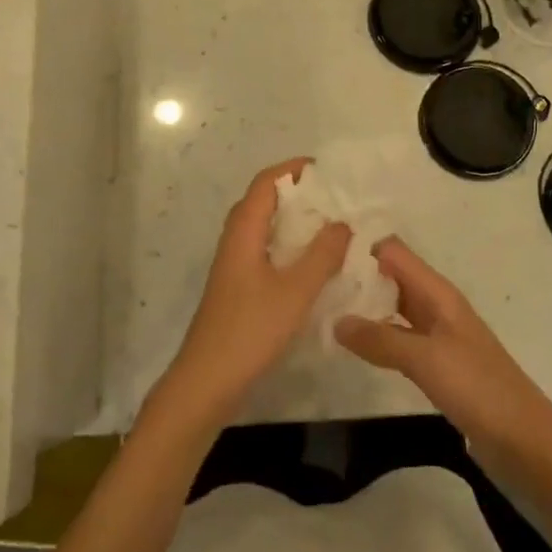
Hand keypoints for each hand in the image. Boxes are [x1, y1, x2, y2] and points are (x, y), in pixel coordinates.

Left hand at [151, 159, 350, 435]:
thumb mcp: (295, 291)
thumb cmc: (250, 330)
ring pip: (264, 230)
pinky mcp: (238, 289)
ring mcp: (234, 266)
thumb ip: (322, 255)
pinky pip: (265, 252)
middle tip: (335, 199)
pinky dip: (289, 248)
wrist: (207, 381)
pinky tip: (313, 266)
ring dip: (294, 222)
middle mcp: (235, 242)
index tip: (326, 170)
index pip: (265, 183)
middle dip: (297, 194)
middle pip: (263, 202)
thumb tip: (343, 223)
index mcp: (243, 232)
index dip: (293, 170)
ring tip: (331, 227)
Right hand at [336, 239, 551, 489]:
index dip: (361, 247)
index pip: (393, 252)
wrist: (525, 442)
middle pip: (391, 277)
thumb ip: (380, 338)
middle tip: (312, 284)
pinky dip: (376, 336)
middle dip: (357, 276)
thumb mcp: (426, 359)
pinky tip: (352, 346)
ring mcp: (437, 337)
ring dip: (364, 307)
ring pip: (393, 308)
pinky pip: (399, 338)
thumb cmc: (479, 389)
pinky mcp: (436, 365)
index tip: (320, 253)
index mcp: (438, 294)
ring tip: (322, 310)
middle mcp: (436, 307)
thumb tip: (335, 320)